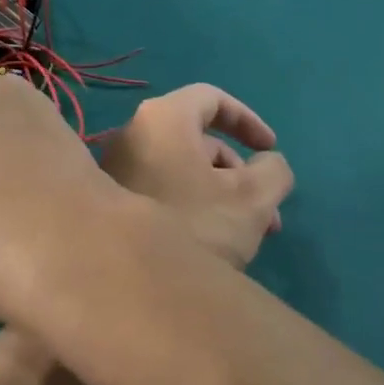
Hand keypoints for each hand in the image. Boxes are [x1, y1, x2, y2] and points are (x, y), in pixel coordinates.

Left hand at [100, 84, 292, 272]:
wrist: (130, 286)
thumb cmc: (197, 225)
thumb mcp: (253, 197)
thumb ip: (274, 169)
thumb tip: (268, 163)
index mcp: (164, 118)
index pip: (211, 98)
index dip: (247, 119)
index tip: (270, 149)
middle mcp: (133, 134)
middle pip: (198, 140)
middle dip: (240, 172)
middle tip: (268, 212)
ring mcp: (116, 168)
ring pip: (181, 170)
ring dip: (221, 194)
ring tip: (249, 237)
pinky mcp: (109, 201)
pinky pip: (160, 189)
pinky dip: (191, 203)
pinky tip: (212, 244)